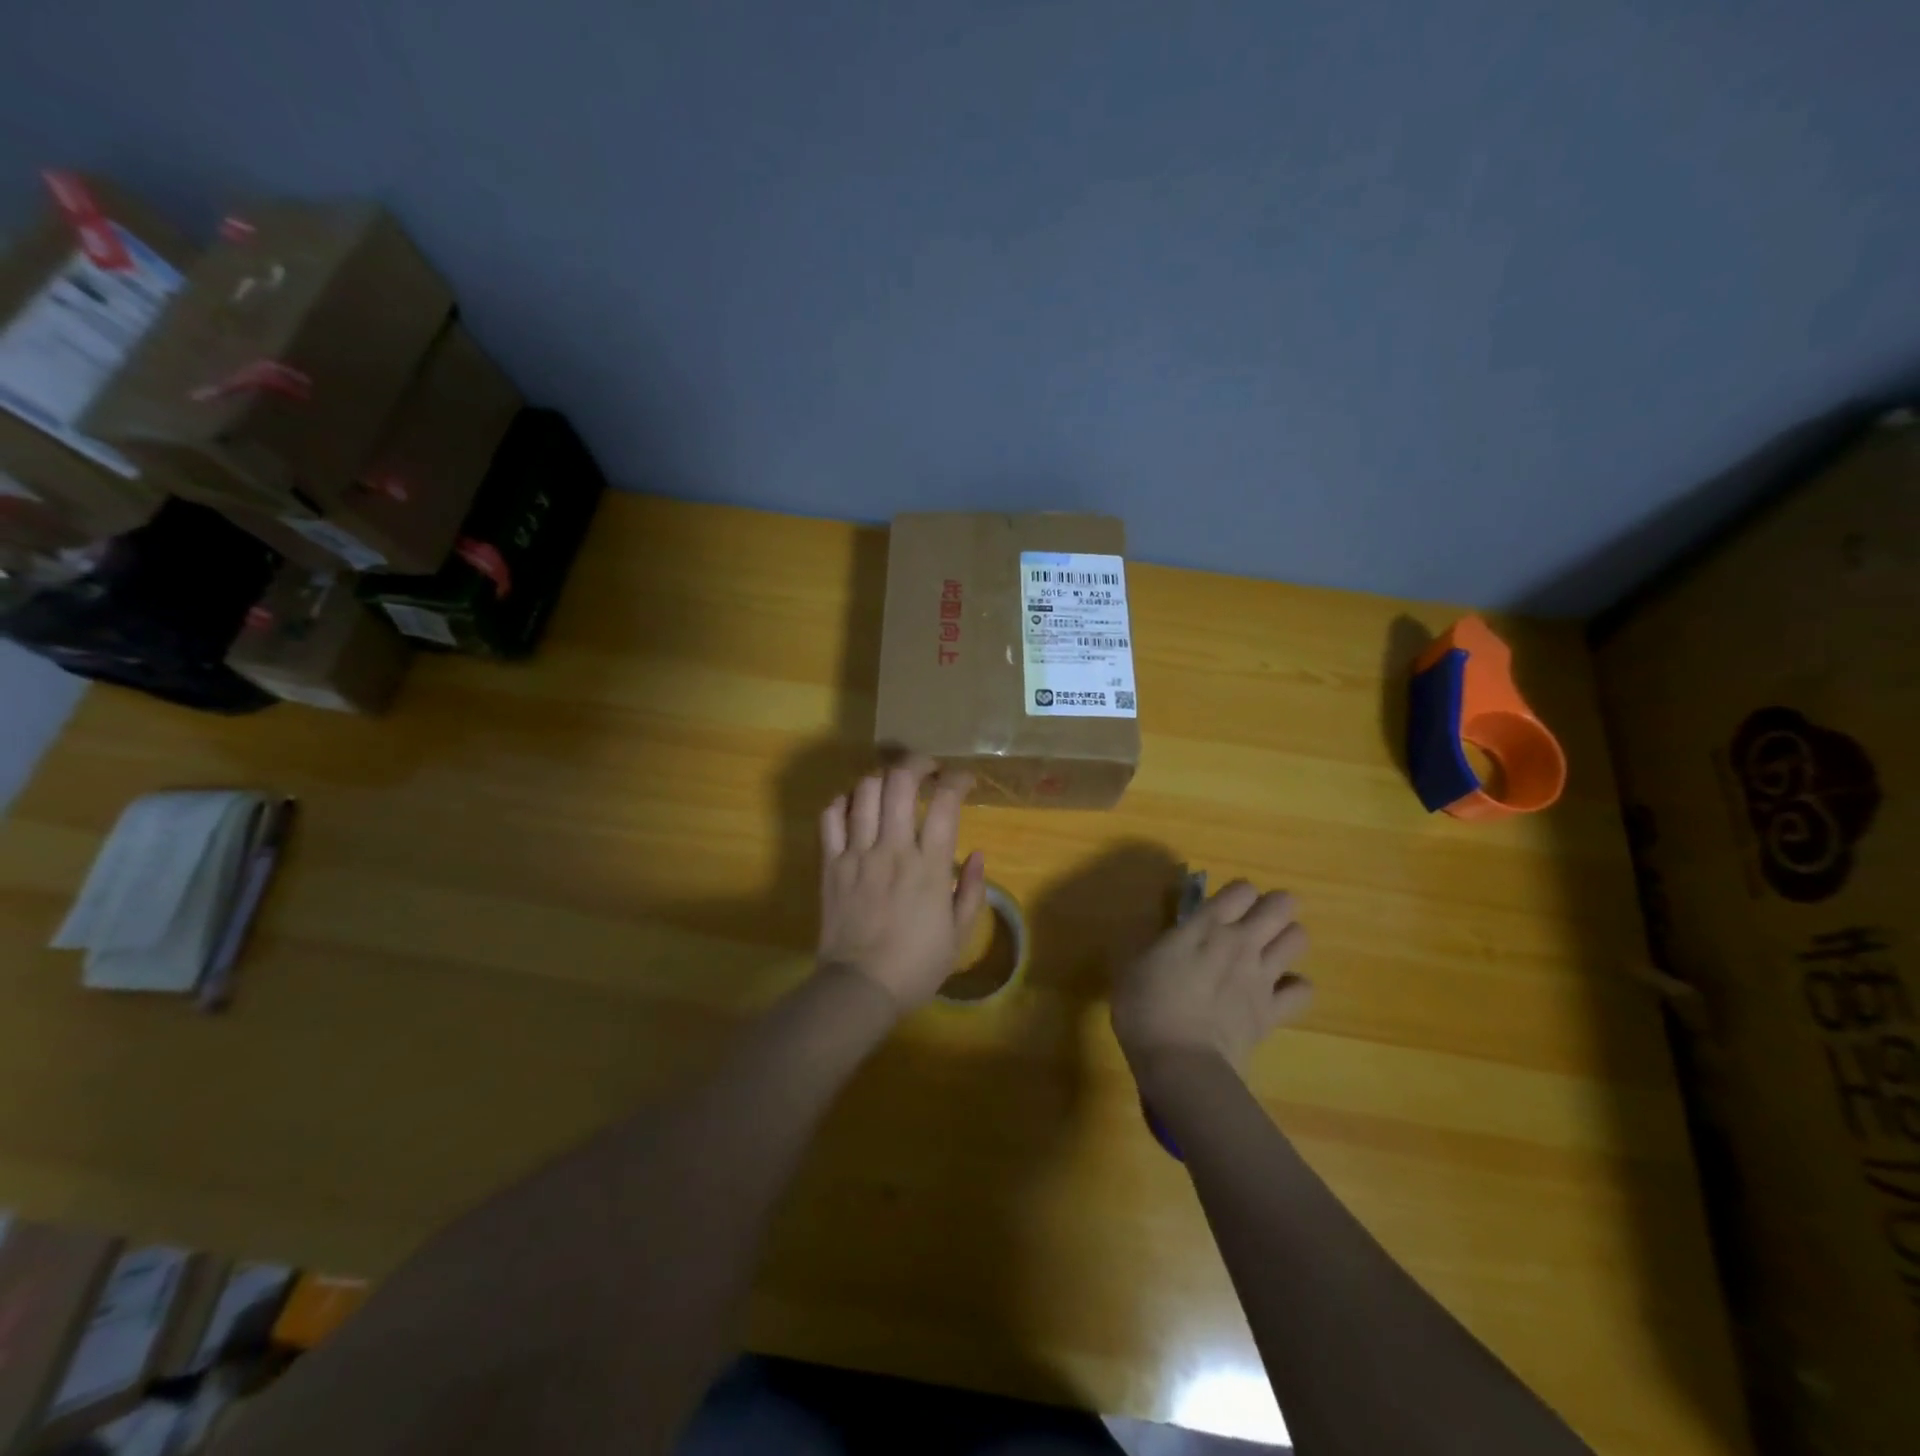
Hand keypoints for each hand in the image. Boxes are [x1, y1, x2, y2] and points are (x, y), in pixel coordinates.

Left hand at [817, 759, 986, 1013]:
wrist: (860, 988)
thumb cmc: (916, 966)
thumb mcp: (959, 934)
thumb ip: (972, 890)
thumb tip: (978, 854)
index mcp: (929, 866)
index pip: (945, 803)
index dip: (957, 780)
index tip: (964, 780)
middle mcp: (893, 849)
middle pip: (900, 782)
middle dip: (917, 763)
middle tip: (927, 768)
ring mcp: (857, 854)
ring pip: (865, 792)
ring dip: (882, 779)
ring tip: (891, 786)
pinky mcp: (831, 864)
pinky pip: (830, 818)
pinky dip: (843, 802)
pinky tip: (855, 807)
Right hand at [1112, 880, 1311, 1069]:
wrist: (1179, 1061)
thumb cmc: (1145, 1006)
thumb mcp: (1137, 964)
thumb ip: (1164, 946)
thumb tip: (1171, 944)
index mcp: (1205, 926)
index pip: (1241, 889)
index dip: (1237, 893)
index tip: (1223, 906)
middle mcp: (1240, 942)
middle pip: (1280, 905)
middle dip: (1274, 906)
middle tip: (1255, 920)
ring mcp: (1262, 976)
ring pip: (1298, 938)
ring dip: (1286, 939)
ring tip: (1268, 951)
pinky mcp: (1273, 1011)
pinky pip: (1303, 989)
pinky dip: (1294, 987)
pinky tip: (1277, 991)